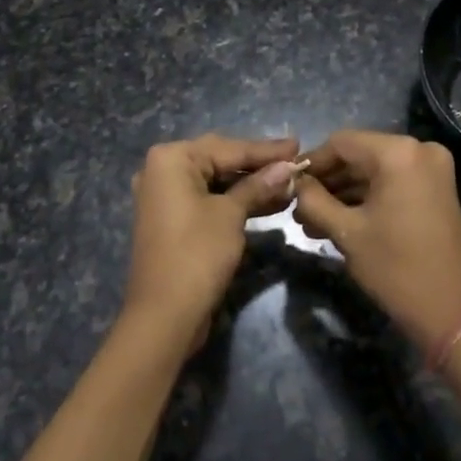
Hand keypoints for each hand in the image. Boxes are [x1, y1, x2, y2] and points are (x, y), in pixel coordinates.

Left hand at [124, 133, 300, 344]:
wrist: (164, 316)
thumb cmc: (197, 254)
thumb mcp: (231, 215)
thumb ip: (258, 185)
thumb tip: (288, 166)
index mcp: (171, 159)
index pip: (229, 148)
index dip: (266, 150)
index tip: (298, 145)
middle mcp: (163, 171)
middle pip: (221, 160)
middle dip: (259, 166)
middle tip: (296, 162)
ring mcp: (165, 196)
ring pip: (217, 182)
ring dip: (251, 185)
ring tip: (290, 185)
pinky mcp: (173, 220)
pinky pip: (209, 200)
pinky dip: (235, 201)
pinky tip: (269, 203)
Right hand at [294, 130, 460, 351]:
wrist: (455, 313)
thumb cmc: (396, 268)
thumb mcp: (346, 233)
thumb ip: (314, 201)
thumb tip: (296, 184)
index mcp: (398, 152)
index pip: (341, 143)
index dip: (312, 163)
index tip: (288, 184)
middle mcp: (419, 149)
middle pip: (359, 155)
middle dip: (328, 182)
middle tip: (298, 208)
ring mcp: (432, 169)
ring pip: (375, 171)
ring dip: (344, 193)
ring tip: (311, 221)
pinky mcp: (437, 189)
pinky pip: (392, 183)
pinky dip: (367, 198)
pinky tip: (338, 221)